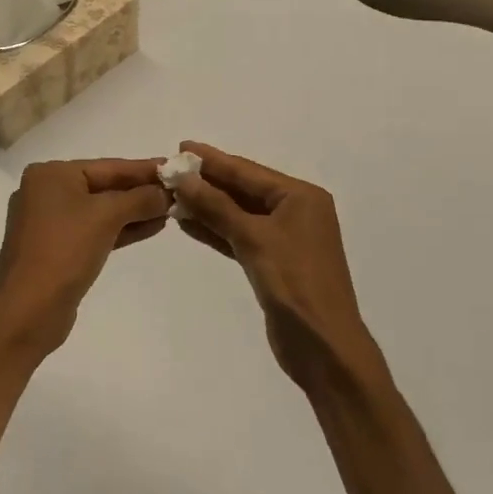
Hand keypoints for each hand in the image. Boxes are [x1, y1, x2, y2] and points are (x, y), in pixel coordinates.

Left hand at [0, 159, 172, 350]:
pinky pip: (93, 230)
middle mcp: (45, 192)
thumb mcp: (107, 217)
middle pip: (102, 186)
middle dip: (140, 192)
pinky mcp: (55, 248)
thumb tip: (165, 193)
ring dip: (134, 211)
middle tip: (177, 191)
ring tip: (170, 211)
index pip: (107, 166)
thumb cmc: (65, 250)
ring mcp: (47, 222)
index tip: (174, 167)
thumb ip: (140, 199)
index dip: (144, 169)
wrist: (30, 309)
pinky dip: (119, 229)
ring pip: (99, 210)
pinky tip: (150, 228)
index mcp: (50, 175)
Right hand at [173, 142, 389, 397]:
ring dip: (207, 206)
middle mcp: (295, 211)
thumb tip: (182, 177)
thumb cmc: (294, 284)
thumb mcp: (253, 238)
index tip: (180, 147)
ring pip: (238, 214)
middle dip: (207, 182)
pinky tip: (187, 223)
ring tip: (171, 195)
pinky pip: (238, 236)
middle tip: (170, 170)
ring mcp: (284, 238)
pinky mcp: (272, 262)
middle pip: (243, 189)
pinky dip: (215, 230)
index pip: (247, 171)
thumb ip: (216, 206)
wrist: (323, 346)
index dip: (212, 160)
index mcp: (300, 197)